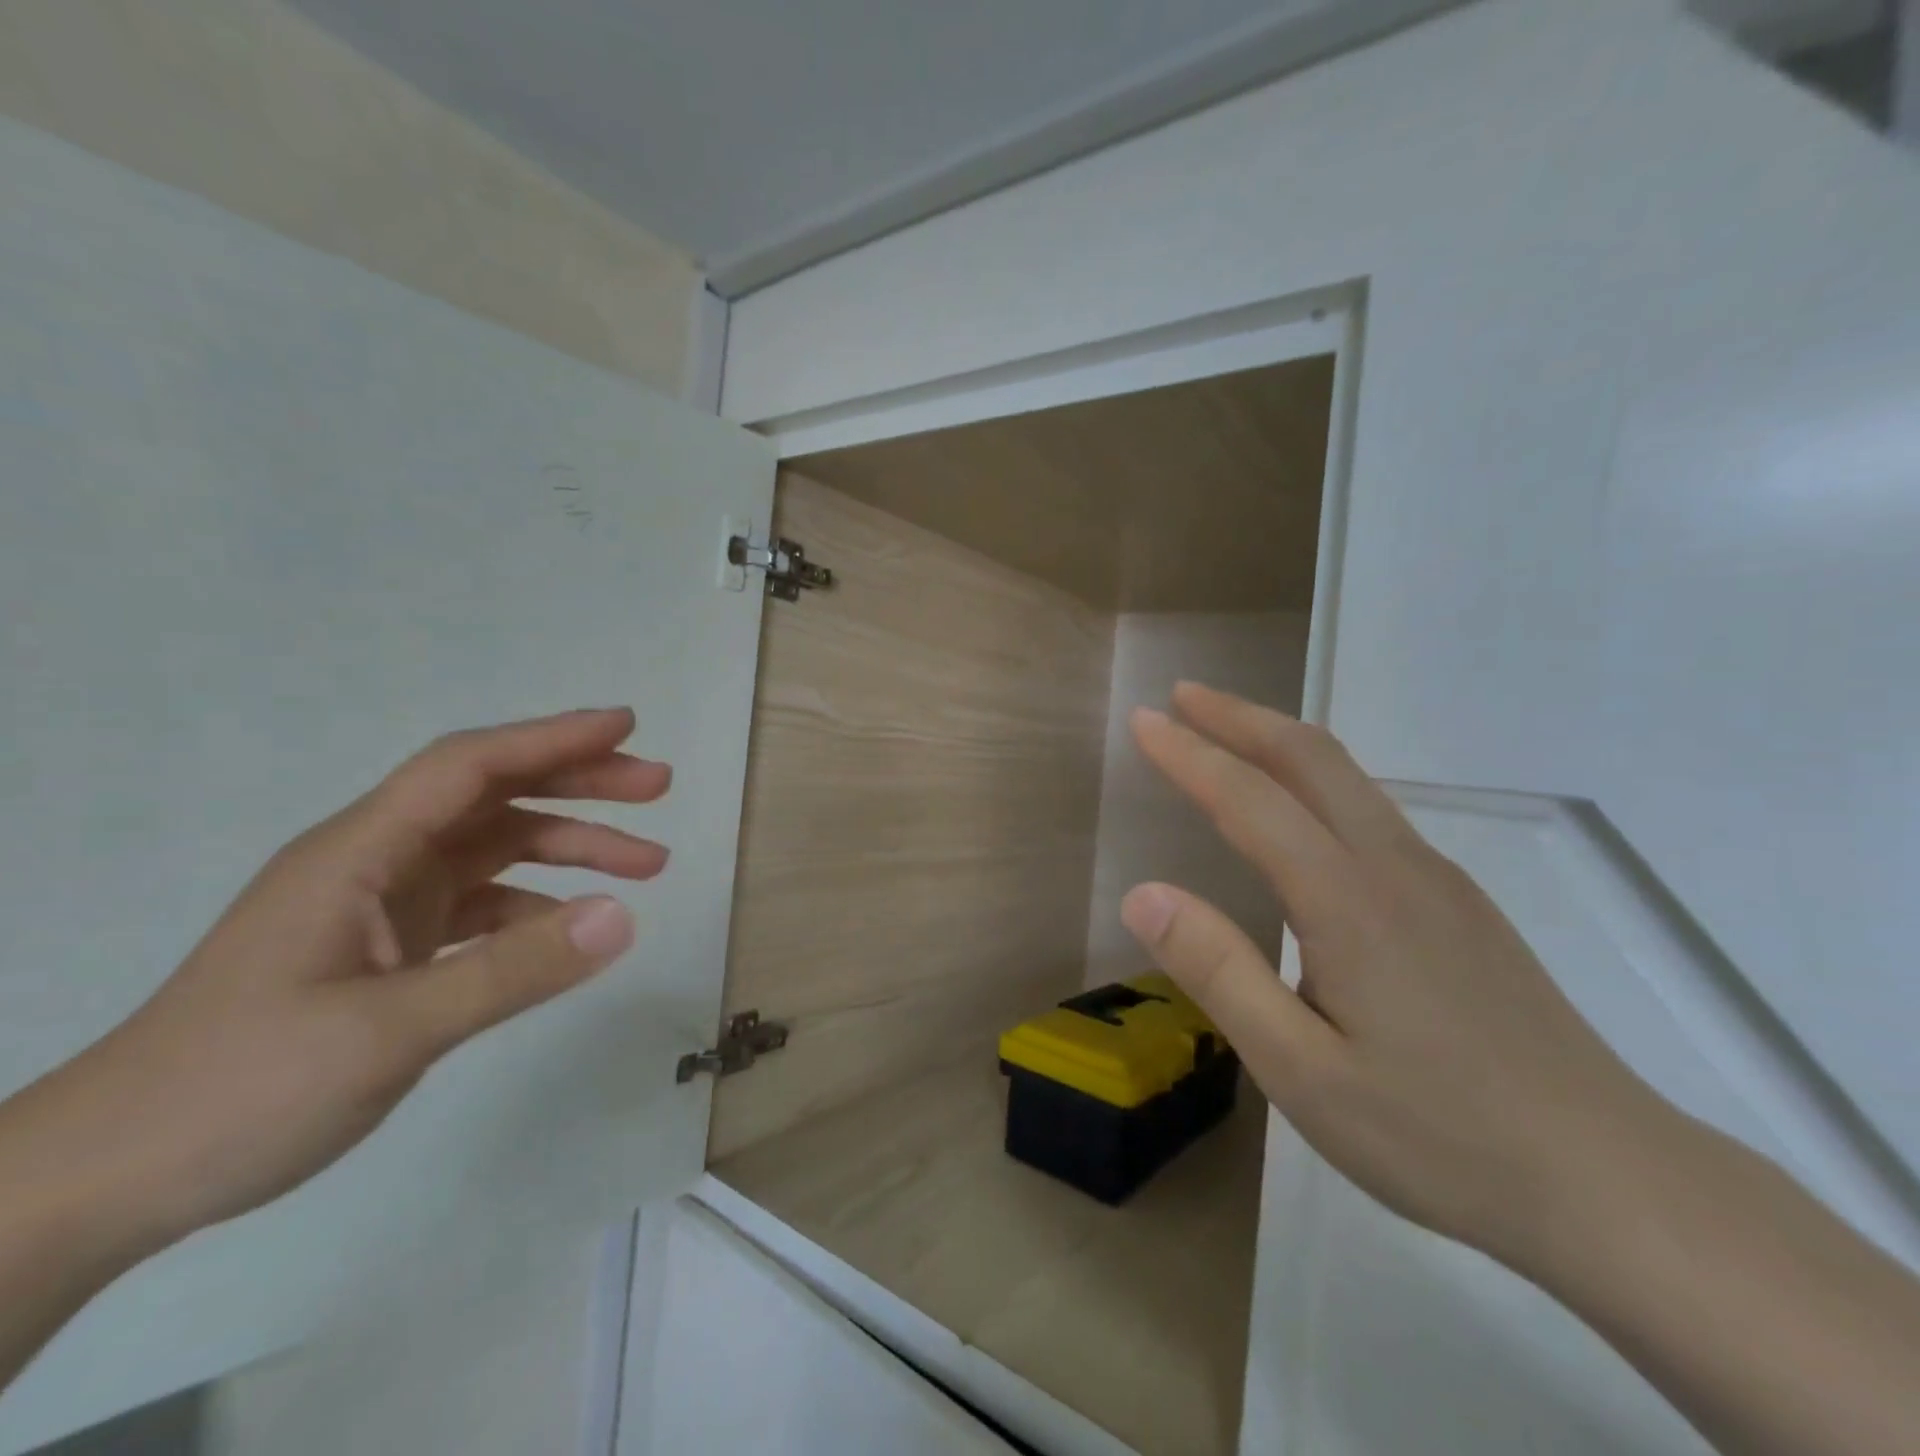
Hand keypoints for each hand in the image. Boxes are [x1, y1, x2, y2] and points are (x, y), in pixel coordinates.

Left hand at [0, 708, 669, 1265]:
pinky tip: (574, 931)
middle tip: (658, 786)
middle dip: (580, 784)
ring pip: (495, 850)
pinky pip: (482, 907)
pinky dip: (537, 906)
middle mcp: (375, 863)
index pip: (470, 766)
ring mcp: (382, 907)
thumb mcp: (387, 1032)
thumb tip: (623, 916)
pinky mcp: (388, 949)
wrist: (104, 1183)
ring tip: (649, 863)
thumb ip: (511, 971)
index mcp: (360, 853)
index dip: (551, 738)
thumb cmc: (233, 1091)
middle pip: (493, 797)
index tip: (626, 726)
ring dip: (571, 846)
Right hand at [1121, 683, 1664, 1265]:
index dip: (1189, 754)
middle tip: (1182, 696)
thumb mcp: (1301, 1071)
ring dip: (1277, 741)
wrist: (1614, 1183)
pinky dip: (1314, 780)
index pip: (1250, 799)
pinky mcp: (1459, 904)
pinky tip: (1298, 813)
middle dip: (1239, 716)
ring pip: (1347, 779)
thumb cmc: (1440, 1136)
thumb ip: (1219, 972)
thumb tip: (1142, 895)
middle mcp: (1394, 867)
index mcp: (1348, 900)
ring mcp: (1437, 881)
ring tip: (1226, 734)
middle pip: (1310, 758)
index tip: (1142, 720)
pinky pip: (1371, 812)